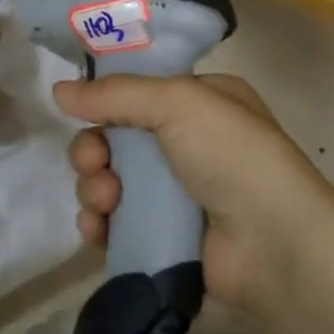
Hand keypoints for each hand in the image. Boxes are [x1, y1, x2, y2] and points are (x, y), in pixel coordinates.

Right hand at [55, 73, 333, 316]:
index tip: (82, 110)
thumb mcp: (179, 102)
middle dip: (94, 149)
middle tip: (94, 163)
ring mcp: (178, 193)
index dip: (106, 101)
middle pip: (118, 138)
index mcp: (200, 102)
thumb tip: (58, 90)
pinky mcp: (166, 236)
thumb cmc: (232, 154)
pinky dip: (101, 224)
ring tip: (105, 201)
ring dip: (95, 187)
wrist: (275, 242)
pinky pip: (118, 223)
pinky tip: (98, 230)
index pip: (139, 92)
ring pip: (112, 181)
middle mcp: (189, 143)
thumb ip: (116, 94)